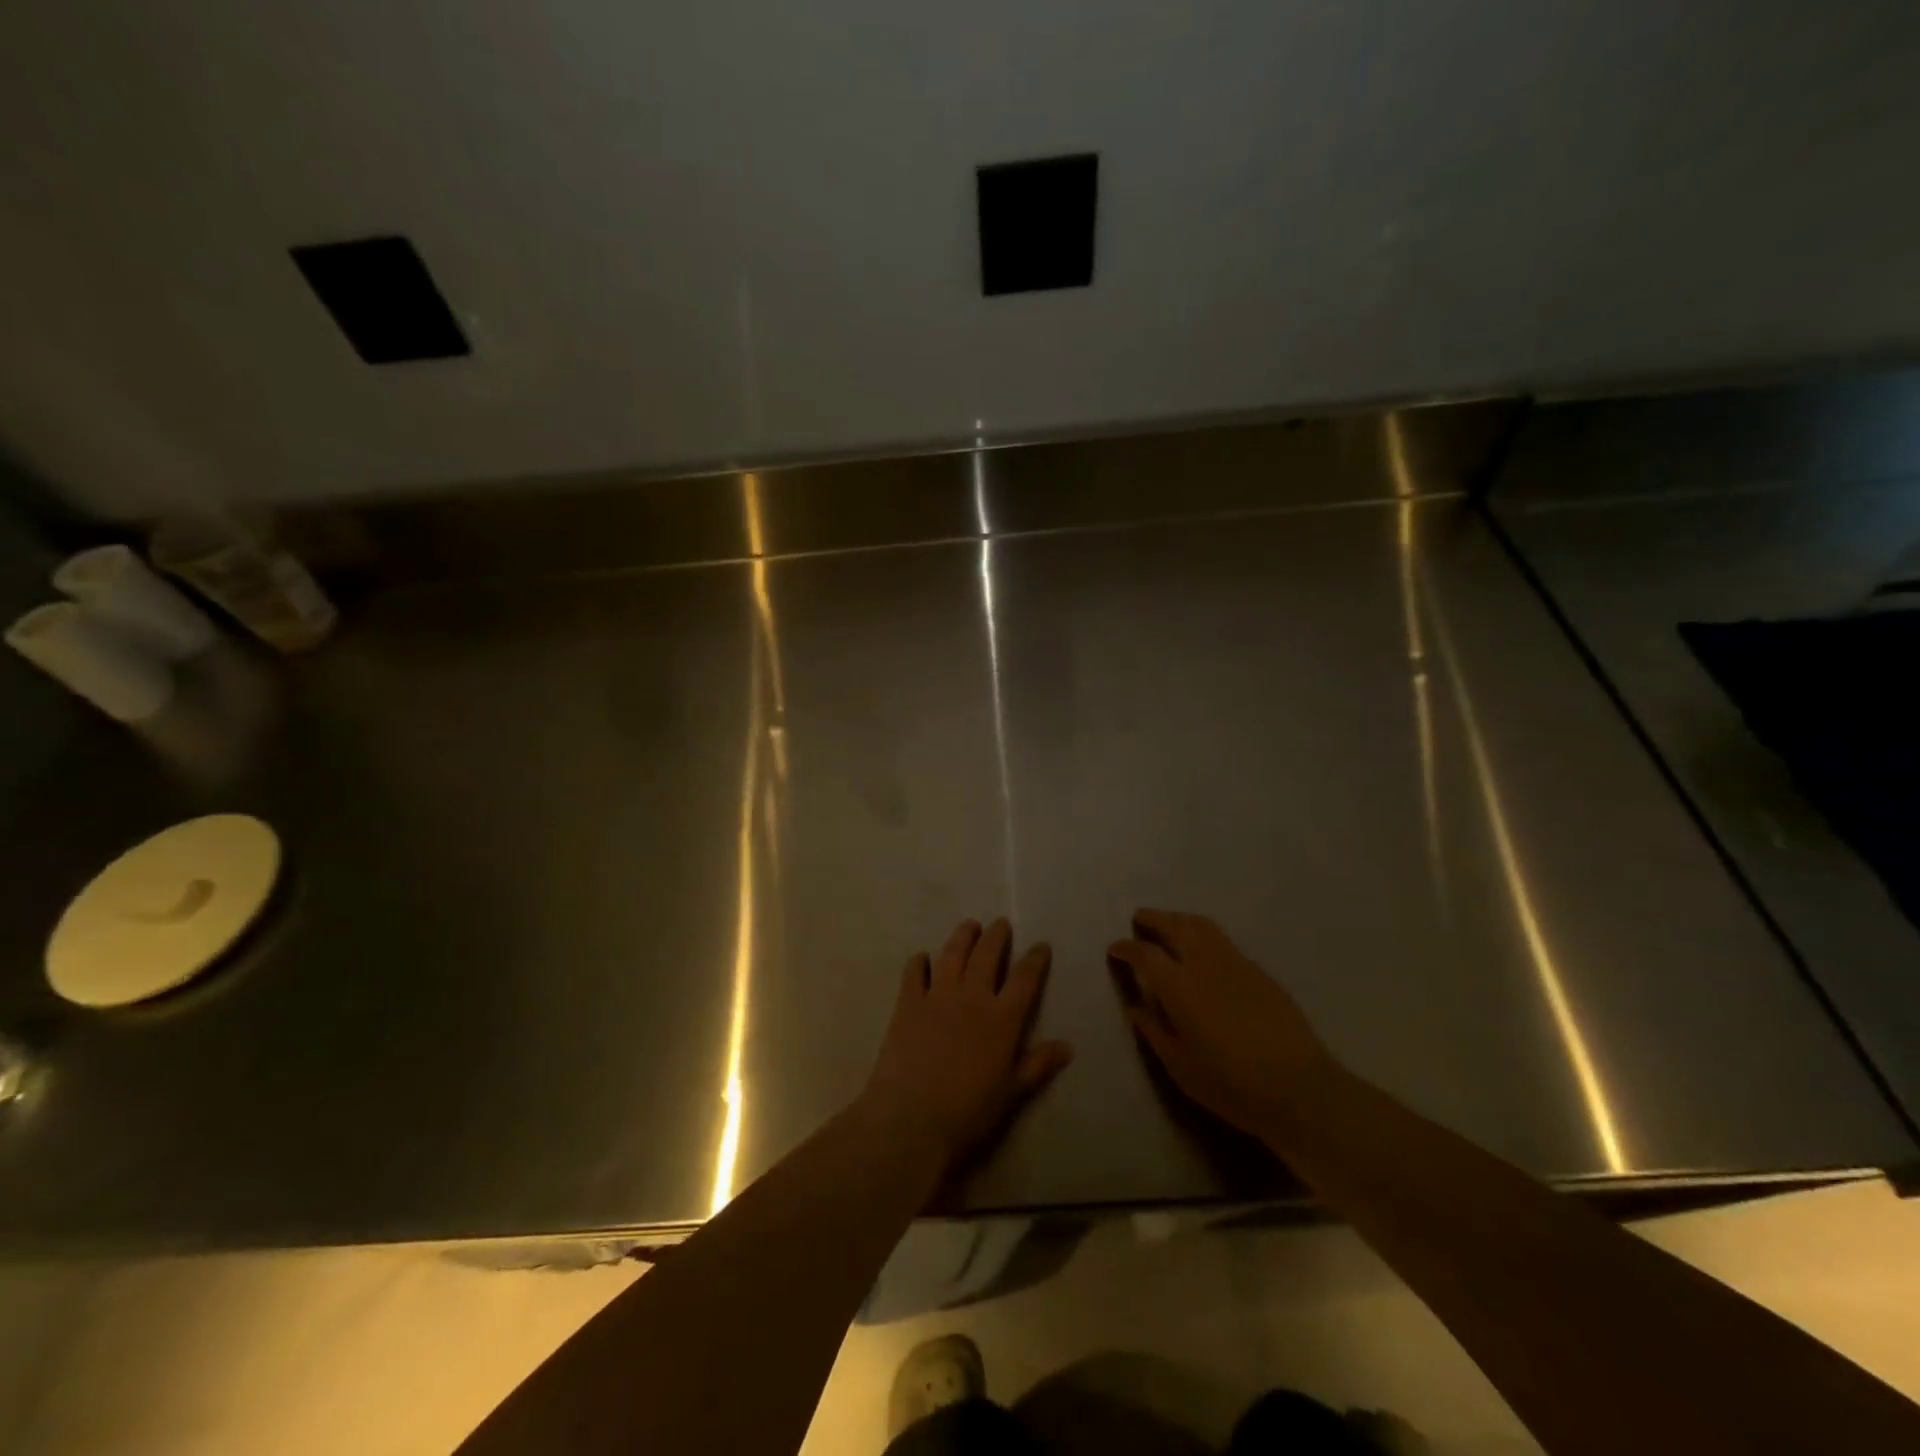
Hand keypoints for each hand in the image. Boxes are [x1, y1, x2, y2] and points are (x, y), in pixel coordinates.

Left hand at [862, 918, 1072, 1174]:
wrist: (913, 1116)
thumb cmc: (969, 1110)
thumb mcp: (1012, 1092)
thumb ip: (1038, 1065)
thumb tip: (1068, 1046)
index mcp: (1002, 1018)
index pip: (1024, 978)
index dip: (1035, 959)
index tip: (1041, 945)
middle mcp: (972, 996)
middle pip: (987, 954)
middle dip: (996, 936)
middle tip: (1000, 924)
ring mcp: (937, 995)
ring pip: (953, 953)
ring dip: (963, 936)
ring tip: (970, 926)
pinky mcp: (908, 1002)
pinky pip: (914, 972)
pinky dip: (919, 961)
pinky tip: (923, 958)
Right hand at [1108, 909, 1337, 1140]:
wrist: (1299, 1088)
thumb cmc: (1231, 1084)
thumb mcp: (1180, 1066)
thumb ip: (1154, 1030)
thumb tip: (1136, 1006)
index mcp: (1180, 986)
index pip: (1145, 954)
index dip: (1126, 948)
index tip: (1115, 948)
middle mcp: (1205, 964)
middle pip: (1175, 926)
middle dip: (1153, 919)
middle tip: (1139, 919)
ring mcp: (1236, 963)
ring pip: (1203, 927)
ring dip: (1180, 920)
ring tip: (1169, 925)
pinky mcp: (1260, 972)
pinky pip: (1224, 942)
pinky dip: (1205, 937)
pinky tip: (1204, 953)